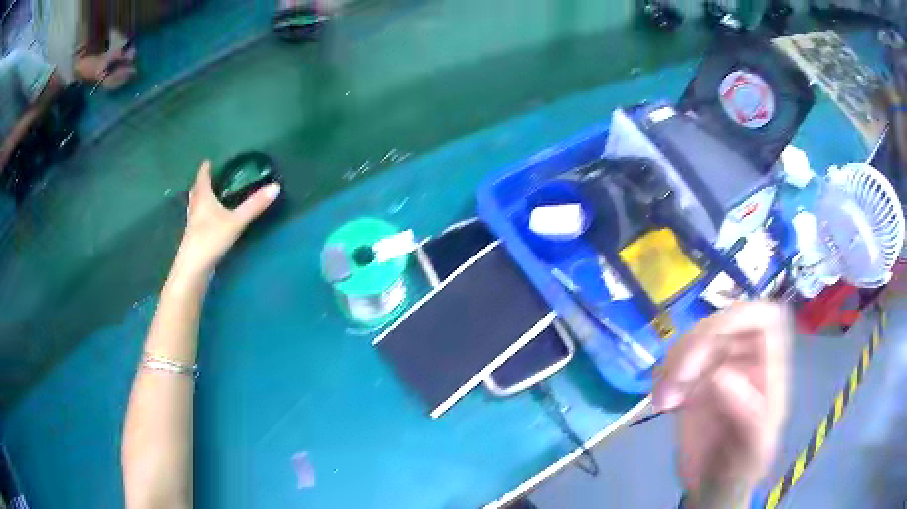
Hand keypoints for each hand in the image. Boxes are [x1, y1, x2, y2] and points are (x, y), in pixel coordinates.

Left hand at [172, 161, 279, 280]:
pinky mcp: (193, 240)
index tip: (207, 162)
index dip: (204, 170)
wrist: (193, 269)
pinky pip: (196, 221)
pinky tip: (207, 223)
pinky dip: (201, 216)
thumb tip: (276, 186)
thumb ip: (254, 205)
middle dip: (201, 184)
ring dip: (199, 200)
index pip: (202, 179)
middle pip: (196, 192)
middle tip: (207, 178)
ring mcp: (192, 226)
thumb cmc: (210, 239)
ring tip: (207, 198)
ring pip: (194, 207)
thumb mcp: (235, 221)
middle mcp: (195, 210)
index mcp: (203, 200)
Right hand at [654, 302, 790, 506]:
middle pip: (724, 323)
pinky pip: (675, 362)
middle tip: (677, 377)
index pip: (765, 319)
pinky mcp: (693, 383)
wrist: (713, 488)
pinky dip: (663, 375)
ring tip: (665, 397)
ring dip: (675, 361)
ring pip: (696, 338)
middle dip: (697, 343)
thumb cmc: (741, 469)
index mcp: (771, 369)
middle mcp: (746, 361)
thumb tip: (720, 376)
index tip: (713, 338)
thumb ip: (748, 414)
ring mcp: (717, 369)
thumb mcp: (753, 450)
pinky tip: (661, 400)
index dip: (742, 316)